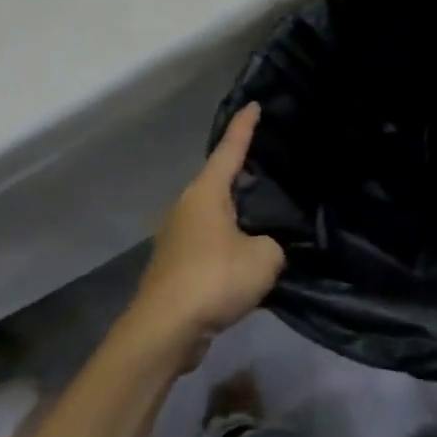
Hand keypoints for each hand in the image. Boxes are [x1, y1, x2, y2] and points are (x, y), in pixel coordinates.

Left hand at [124, 104, 284, 360]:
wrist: (164, 331)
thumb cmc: (214, 279)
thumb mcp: (264, 258)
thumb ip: (272, 245)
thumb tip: (263, 248)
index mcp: (206, 193)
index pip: (230, 149)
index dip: (244, 127)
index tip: (254, 104)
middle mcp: (187, 207)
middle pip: (219, 181)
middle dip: (242, 173)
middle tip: (270, 165)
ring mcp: (176, 237)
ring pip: (214, 215)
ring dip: (236, 214)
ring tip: (265, 215)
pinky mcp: (175, 266)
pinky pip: (210, 242)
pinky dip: (229, 242)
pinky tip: (247, 257)